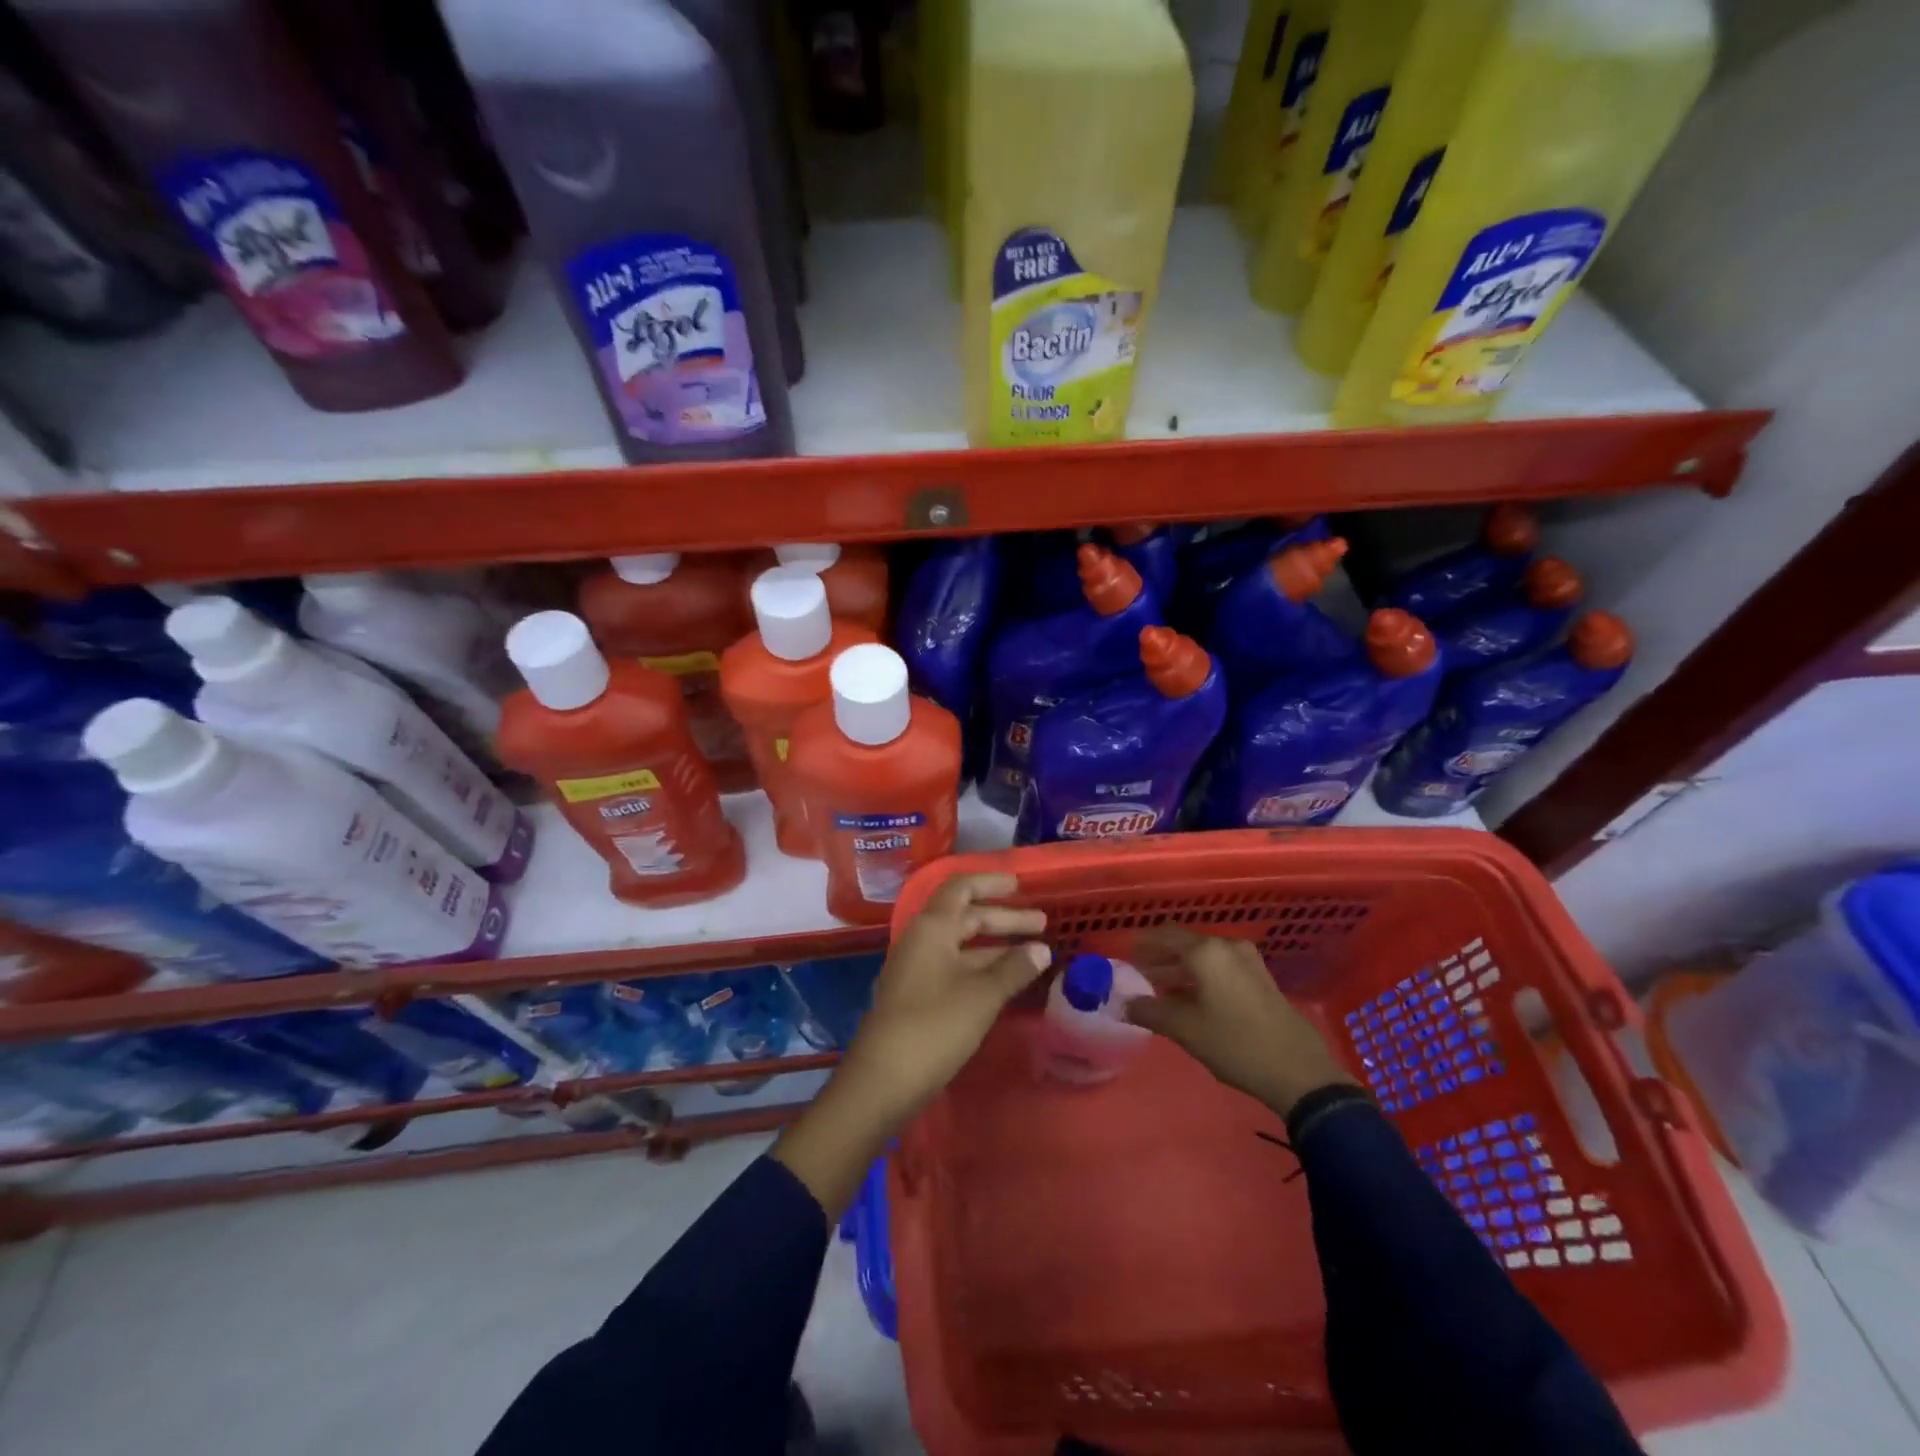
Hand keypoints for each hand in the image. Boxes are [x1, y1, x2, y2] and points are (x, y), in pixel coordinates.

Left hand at [839, 872, 1049, 1124]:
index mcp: (932, 927)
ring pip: (962, 944)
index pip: (962, 888)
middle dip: (1004, 918)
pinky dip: (982, 967)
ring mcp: (917, 968)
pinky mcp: (918, 996)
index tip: (1021, 886)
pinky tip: (1006, 981)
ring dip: (996, 945)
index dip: (991, 883)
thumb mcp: (982, 995)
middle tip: (1042, 925)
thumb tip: (1042, 949)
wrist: (882, 1080)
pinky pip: (955, 967)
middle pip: (965, 916)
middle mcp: (922, 940)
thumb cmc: (934, 1026)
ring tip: (1034, 953)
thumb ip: (1014, 968)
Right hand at [1125, 925, 1355, 1117]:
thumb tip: (1125, 1005)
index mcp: (1206, 951)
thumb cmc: (1236, 1044)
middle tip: (1139, 975)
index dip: (1142, 945)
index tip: (1125, 959)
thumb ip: (1150, 1012)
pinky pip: (1221, 967)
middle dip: (1160, 958)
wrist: (1299, 1072)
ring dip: (1180, 969)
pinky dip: (1201, 976)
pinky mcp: (1261, 979)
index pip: (1164, 935)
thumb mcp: (1186, 1030)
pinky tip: (1191, 999)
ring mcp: (1248, 961)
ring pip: (1204, 957)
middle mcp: (1227, 947)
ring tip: (1160, 989)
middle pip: (1184, 944)